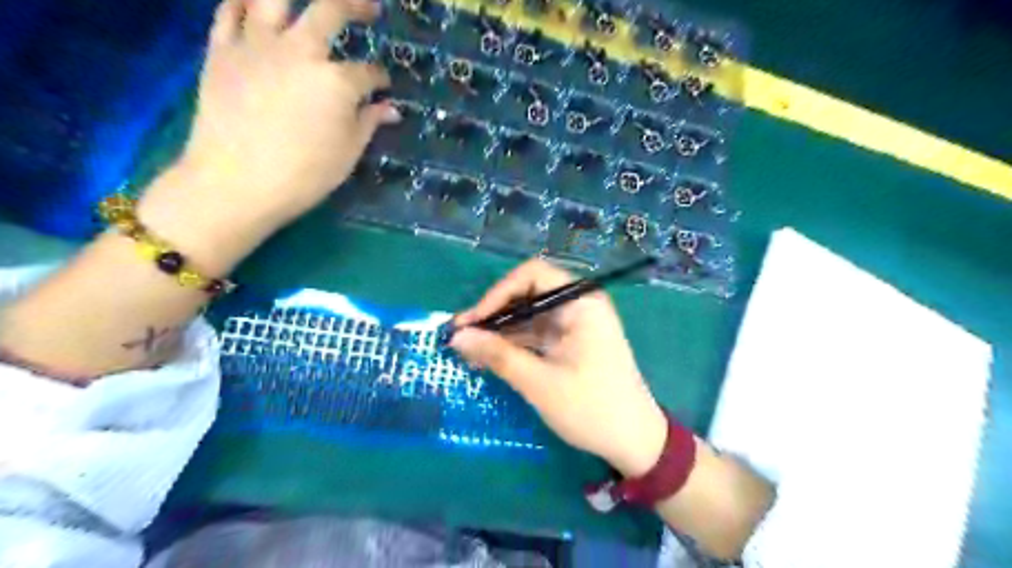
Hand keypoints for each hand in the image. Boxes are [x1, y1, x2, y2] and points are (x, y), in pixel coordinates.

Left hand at [138, 0, 394, 269]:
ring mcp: (257, 45)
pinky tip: (256, 8)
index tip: (383, 89)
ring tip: (311, 5)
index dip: (380, 80)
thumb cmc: (303, 175)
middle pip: (331, 9)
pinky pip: (229, 10)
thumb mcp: (348, 153)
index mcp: (337, 81)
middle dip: (356, 5)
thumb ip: (369, 123)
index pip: (368, 73)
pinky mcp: (222, 50)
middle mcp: (300, 51)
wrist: (235, 184)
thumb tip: (390, 109)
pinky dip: (244, 4)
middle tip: (369, 8)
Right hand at [453, 260, 669, 476]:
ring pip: (528, 315)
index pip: (532, 275)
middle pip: (528, 294)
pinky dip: (513, 344)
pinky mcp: (570, 343)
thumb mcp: (540, 382)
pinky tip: (488, 358)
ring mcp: (574, 325)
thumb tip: (457, 337)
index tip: (473, 321)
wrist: (634, 442)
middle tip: (461, 336)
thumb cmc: (592, 408)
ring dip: (499, 331)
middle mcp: (578, 305)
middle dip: (494, 314)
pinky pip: (535, 334)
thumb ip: (498, 355)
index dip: (498, 293)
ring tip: (467, 350)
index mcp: (581, 302)